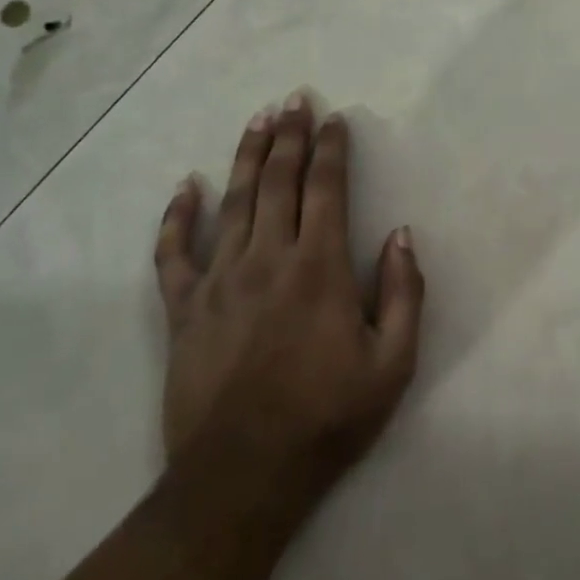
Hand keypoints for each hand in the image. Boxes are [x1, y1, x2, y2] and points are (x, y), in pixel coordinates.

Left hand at [154, 94, 424, 514]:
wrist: (240, 479)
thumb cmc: (326, 419)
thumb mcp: (392, 364)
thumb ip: (405, 294)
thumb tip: (401, 235)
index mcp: (319, 268)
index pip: (326, 188)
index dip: (331, 149)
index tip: (334, 119)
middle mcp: (268, 259)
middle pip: (278, 181)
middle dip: (290, 135)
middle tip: (294, 99)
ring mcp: (219, 280)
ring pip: (233, 202)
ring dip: (247, 156)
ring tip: (257, 119)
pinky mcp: (183, 309)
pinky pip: (174, 253)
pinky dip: (177, 217)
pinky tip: (185, 187)